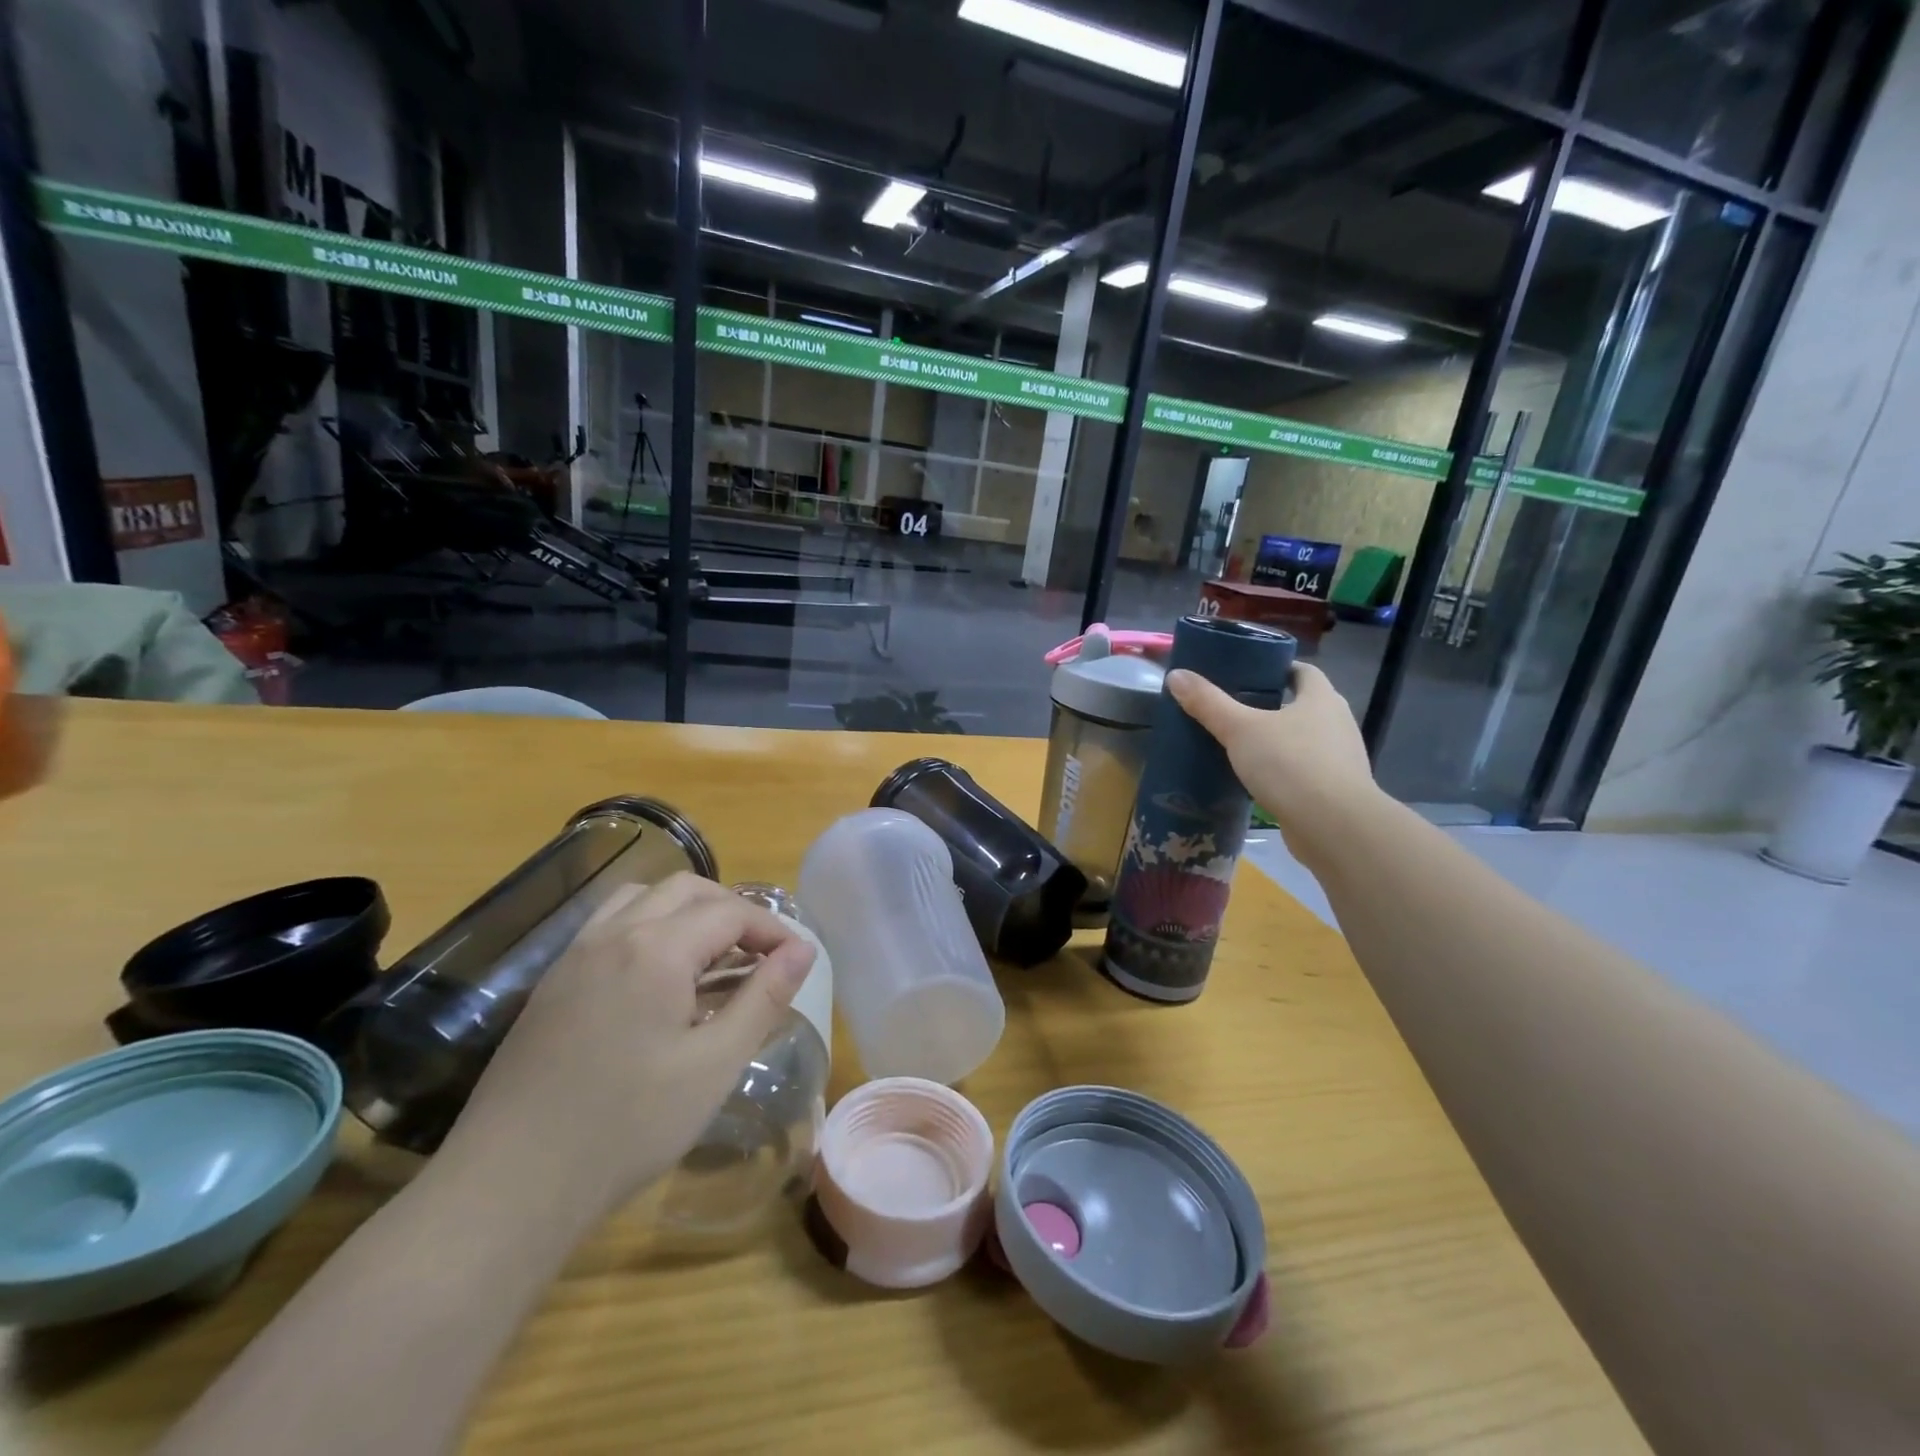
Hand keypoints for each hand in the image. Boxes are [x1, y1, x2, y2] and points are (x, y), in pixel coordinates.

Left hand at [439, 874, 814, 1220]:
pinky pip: (611, 925)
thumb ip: (764, 998)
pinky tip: (659, 978)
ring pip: (644, 898)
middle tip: (762, 956)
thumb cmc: (627, 1127)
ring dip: (688, 911)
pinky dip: (650, 927)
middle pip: (688, 890)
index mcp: (656, 949)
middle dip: (733, 912)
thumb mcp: (714, 1065)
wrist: (508, 1187)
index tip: (799, 959)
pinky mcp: (553, 981)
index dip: (773, 929)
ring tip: (713, 957)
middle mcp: (614, 933)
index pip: (730, 912)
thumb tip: (802, 950)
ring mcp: (576, 954)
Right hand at [1167, 663, 1380, 860]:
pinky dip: (1282, 771)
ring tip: (1240, 745)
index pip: (1303, 671)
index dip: (1277, 668)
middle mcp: (1337, 723)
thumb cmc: (1290, 764)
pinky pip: (1304, 771)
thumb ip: (1208, 703)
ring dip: (1278, 741)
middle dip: (1272, 705)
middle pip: (1303, 705)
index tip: (1248, 673)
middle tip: (1234, 709)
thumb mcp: (1240, 729)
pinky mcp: (1334, 791)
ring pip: (1304, 740)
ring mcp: (1340, 759)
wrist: (1333, 826)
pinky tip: (1256, 780)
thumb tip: (1176, 675)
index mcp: (1321, 699)